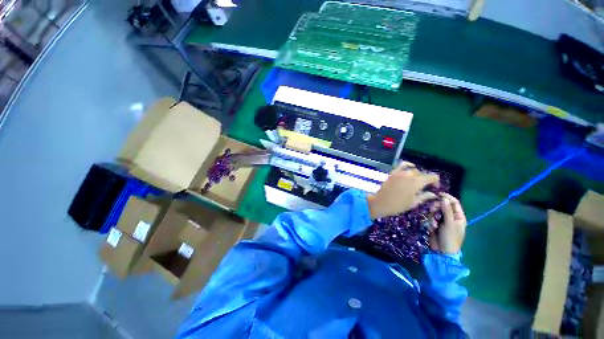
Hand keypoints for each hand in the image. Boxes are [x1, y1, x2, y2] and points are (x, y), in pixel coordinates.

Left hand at [367, 162, 439, 218]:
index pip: (432, 177)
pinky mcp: (393, 173)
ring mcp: (400, 173)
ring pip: (412, 170)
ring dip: (416, 174)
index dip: (435, 182)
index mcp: (417, 182)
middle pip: (421, 174)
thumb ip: (424, 196)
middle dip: (425, 179)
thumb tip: (433, 194)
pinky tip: (410, 168)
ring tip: (415, 181)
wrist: (380, 203)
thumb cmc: (398, 205)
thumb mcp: (413, 203)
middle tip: (424, 187)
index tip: (435, 188)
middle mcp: (409, 175)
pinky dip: (407, 165)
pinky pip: (401, 165)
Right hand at [428, 193, 466, 253]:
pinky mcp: (434, 224)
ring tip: (434, 224)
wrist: (442, 251)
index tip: (437, 194)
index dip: (447, 197)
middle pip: (442, 206)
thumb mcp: (449, 224)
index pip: (454, 203)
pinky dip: (430, 222)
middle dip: (436, 208)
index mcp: (458, 216)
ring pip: (434, 211)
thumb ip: (446, 211)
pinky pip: (430, 217)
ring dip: (432, 217)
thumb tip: (444, 199)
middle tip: (433, 211)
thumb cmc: (450, 238)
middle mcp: (450, 217)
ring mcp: (442, 220)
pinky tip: (432, 228)